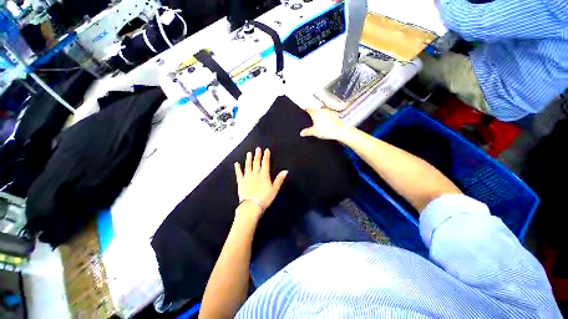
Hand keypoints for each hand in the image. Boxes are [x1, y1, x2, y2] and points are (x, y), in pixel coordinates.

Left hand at [234, 148, 287, 218]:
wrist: (251, 206)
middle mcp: (255, 174)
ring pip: (248, 166)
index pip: (265, 163)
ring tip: (249, 153)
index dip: (266, 156)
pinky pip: (239, 173)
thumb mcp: (274, 189)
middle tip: (257, 149)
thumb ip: (279, 179)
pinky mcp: (241, 182)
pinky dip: (237, 168)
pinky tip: (236, 164)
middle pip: (256, 162)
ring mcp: (247, 177)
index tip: (266, 150)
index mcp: (264, 175)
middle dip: (257, 155)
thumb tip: (285, 171)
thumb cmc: (264, 198)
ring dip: (248, 159)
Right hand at [300, 108, 348, 140]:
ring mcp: (330, 112)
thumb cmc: (327, 130)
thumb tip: (302, 132)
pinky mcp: (335, 116)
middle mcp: (322, 111)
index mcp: (316, 113)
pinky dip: (327, 119)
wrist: (340, 131)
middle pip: (317, 110)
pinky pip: (329, 116)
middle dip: (314, 113)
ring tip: (320, 122)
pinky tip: (327, 124)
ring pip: (323, 112)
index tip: (305, 110)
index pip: (309, 109)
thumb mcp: (314, 132)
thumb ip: (307, 132)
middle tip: (312, 118)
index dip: (306, 110)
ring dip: (322, 115)